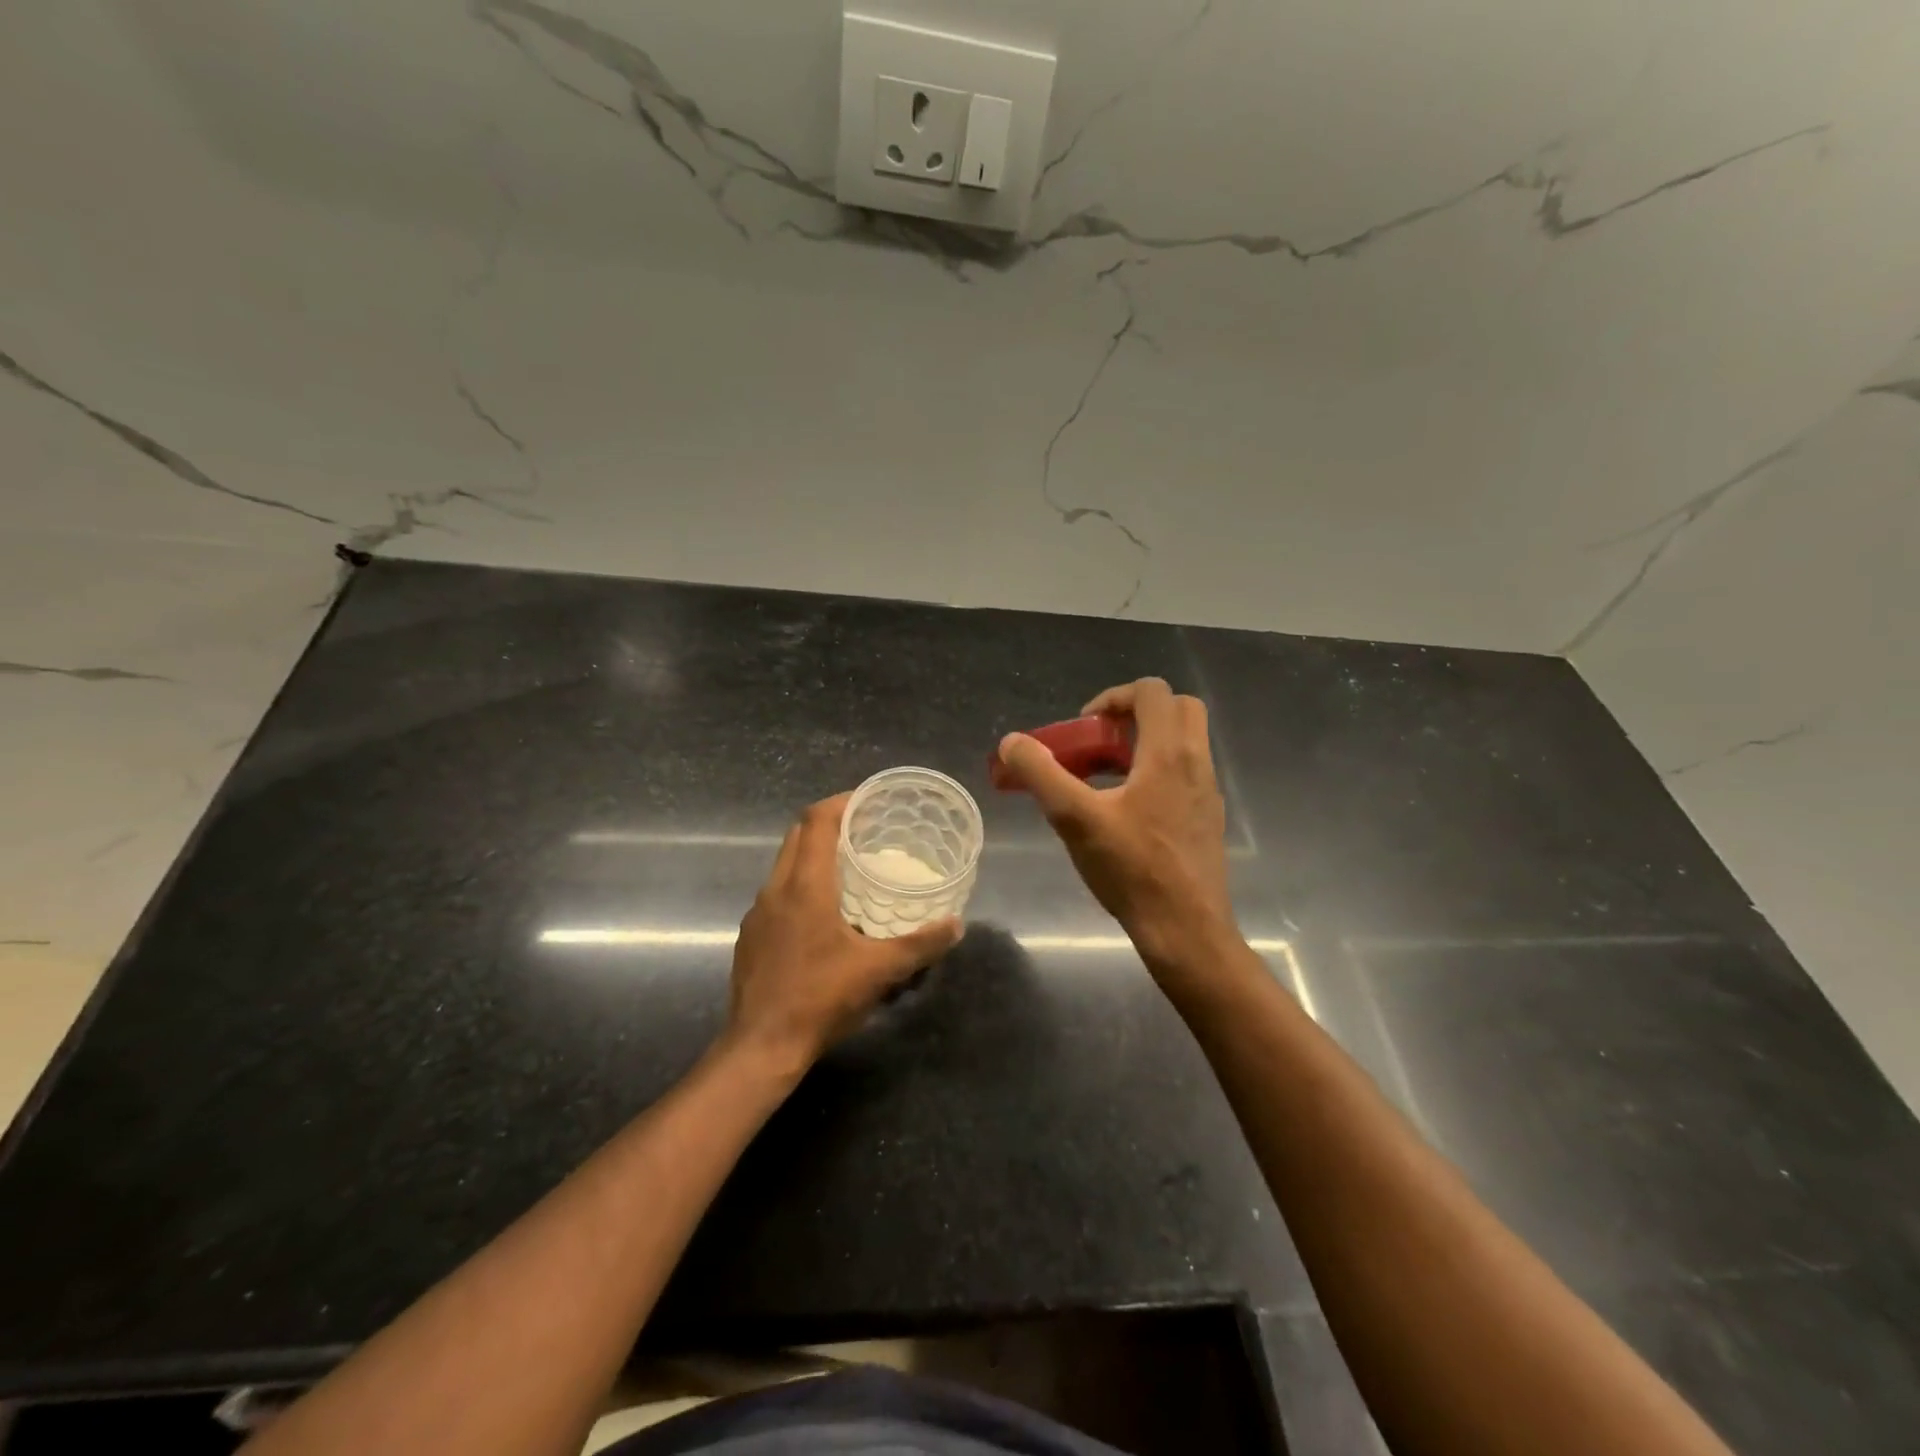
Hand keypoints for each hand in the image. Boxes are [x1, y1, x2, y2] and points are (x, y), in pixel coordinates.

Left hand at [725, 794, 961, 1072]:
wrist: (761, 1046)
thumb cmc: (820, 998)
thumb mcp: (879, 971)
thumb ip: (920, 944)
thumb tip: (955, 925)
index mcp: (805, 885)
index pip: (817, 821)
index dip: (841, 802)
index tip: (867, 801)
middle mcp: (776, 889)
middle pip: (798, 835)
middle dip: (828, 823)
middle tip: (863, 831)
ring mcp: (758, 913)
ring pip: (784, 864)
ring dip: (813, 855)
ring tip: (846, 869)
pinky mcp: (751, 936)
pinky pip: (776, 894)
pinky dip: (799, 886)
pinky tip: (821, 916)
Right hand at [996, 678, 1233, 969]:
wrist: (1185, 929)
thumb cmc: (1132, 870)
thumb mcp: (1074, 819)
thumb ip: (1040, 774)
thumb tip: (1012, 742)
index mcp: (1169, 754)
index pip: (1153, 691)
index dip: (1113, 697)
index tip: (1085, 727)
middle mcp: (1197, 763)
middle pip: (1176, 708)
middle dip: (1135, 714)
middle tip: (1101, 743)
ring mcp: (1208, 792)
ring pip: (1184, 742)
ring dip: (1145, 743)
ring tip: (1105, 778)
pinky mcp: (1208, 818)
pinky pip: (1185, 773)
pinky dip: (1156, 771)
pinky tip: (1126, 811)